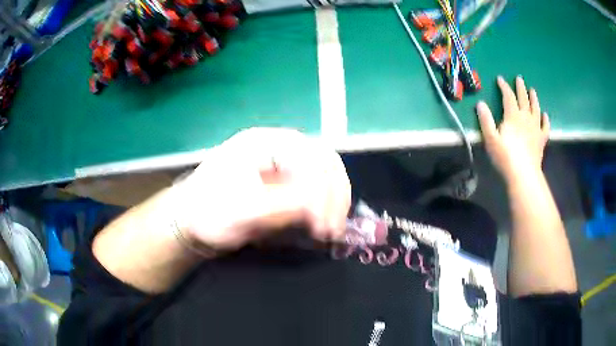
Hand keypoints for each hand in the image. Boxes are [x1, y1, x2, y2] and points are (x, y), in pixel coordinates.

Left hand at [172, 128, 350, 251]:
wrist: (191, 220)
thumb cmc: (208, 212)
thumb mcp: (240, 211)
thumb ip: (281, 205)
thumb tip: (317, 209)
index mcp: (263, 143)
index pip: (309, 158)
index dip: (322, 192)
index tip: (322, 227)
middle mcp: (277, 147)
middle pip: (323, 160)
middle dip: (334, 195)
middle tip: (333, 229)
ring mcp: (282, 162)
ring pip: (324, 172)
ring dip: (334, 199)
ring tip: (332, 228)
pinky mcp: (284, 180)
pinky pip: (315, 185)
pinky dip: (325, 203)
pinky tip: (324, 220)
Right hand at [476, 76, 549, 181]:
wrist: (523, 175)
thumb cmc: (505, 157)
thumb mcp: (490, 139)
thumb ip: (485, 120)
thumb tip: (481, 103)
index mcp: (513, 116)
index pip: (508, 96)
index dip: (504, 86)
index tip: (500, 79)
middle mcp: (526, 118)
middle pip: (523, 99)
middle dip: (520, 88)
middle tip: (519, 79)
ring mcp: (536, 128)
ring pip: (536, 109)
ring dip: (534, 99)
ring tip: (533, 90)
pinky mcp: (542, 139)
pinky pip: (545, 127)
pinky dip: (545, 120)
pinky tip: (545, 115)